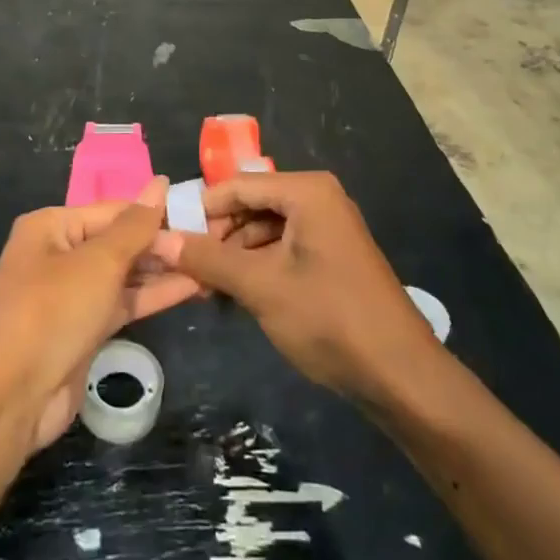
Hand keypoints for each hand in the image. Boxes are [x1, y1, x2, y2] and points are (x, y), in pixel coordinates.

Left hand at [0, 179, 199, 451]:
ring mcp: (70, 295)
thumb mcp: (98, 262)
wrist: (10, 397)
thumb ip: (135, 226)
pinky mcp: (83, 330)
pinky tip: (191, 288)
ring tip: (210, 263)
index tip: (200, 214)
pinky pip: (122, 303)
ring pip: (124, 275)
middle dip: (161, 243)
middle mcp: (59, 255)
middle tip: (212, 241)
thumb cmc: (52, 312)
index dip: (155, 212)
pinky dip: (152, 296)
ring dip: (162, 270)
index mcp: (52, 227)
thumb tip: (160, 183)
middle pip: (119, 241)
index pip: (114, 211)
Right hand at [150, 171, 442, 405]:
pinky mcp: (331, 255)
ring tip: (206, 288)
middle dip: (218, 235)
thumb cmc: (329, 318)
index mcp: (306, 191)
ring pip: (264, 228)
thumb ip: (208, 259)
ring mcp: (327, 226)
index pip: (236, 185)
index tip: (167, 237)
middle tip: (186, 269)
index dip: (200, 210)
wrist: (400, 374)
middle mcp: (318, 198)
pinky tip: (236, 294)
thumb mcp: (261, 286)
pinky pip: (282, 247)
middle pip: (250, 204)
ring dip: (234, 254)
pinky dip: (257, 266)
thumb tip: (159, 240)